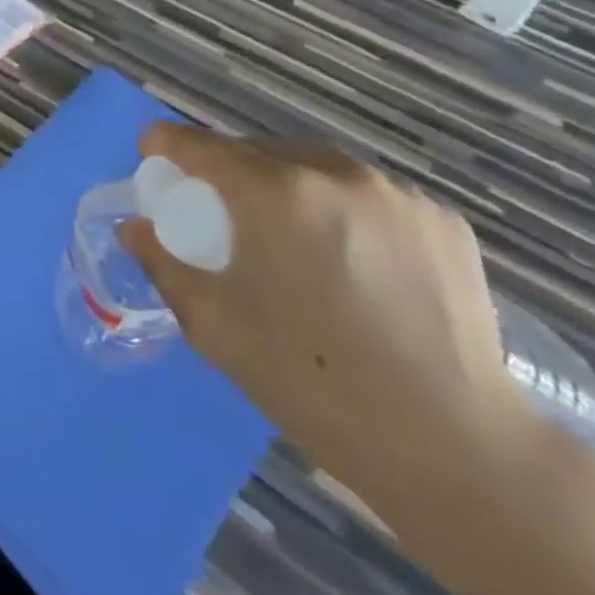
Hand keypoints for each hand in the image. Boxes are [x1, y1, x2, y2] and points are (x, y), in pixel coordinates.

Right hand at [119, 124, 531, 522]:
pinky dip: (342, 209)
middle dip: (227, 171)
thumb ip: (164, 263)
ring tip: (289, 237)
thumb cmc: (314, 382)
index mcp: (273, 192)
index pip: (198, 144)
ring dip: (286, 186)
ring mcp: (394, 194)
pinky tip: (351, 259)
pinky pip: (366, 194)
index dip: (165, 144)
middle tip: (221, 214)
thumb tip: (136, 226)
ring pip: (314, 167)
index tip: (153, 158)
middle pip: (256, 150)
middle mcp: (333, 173)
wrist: (458, 451)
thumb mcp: (215, 326)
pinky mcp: (441, 220)